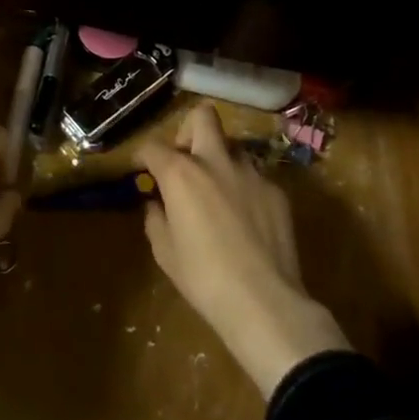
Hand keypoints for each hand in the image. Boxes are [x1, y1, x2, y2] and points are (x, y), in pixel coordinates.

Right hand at [138, 104, 350, 398]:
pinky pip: (254, 177)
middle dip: (189, 130)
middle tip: (186, 161)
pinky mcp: (276, 191)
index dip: (143, 155)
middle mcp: (215, 161)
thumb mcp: (165, 252)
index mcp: (181, 173)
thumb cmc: (204, 279)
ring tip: (218, 193)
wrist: (265, 303)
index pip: (153, 146)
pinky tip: (245, 219)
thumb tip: (157, 204)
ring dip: (219, 160)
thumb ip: (155, 218)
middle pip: (202, 116)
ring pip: (232, 146)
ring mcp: (251, 173)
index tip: (142, 169)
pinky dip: (244, 188)